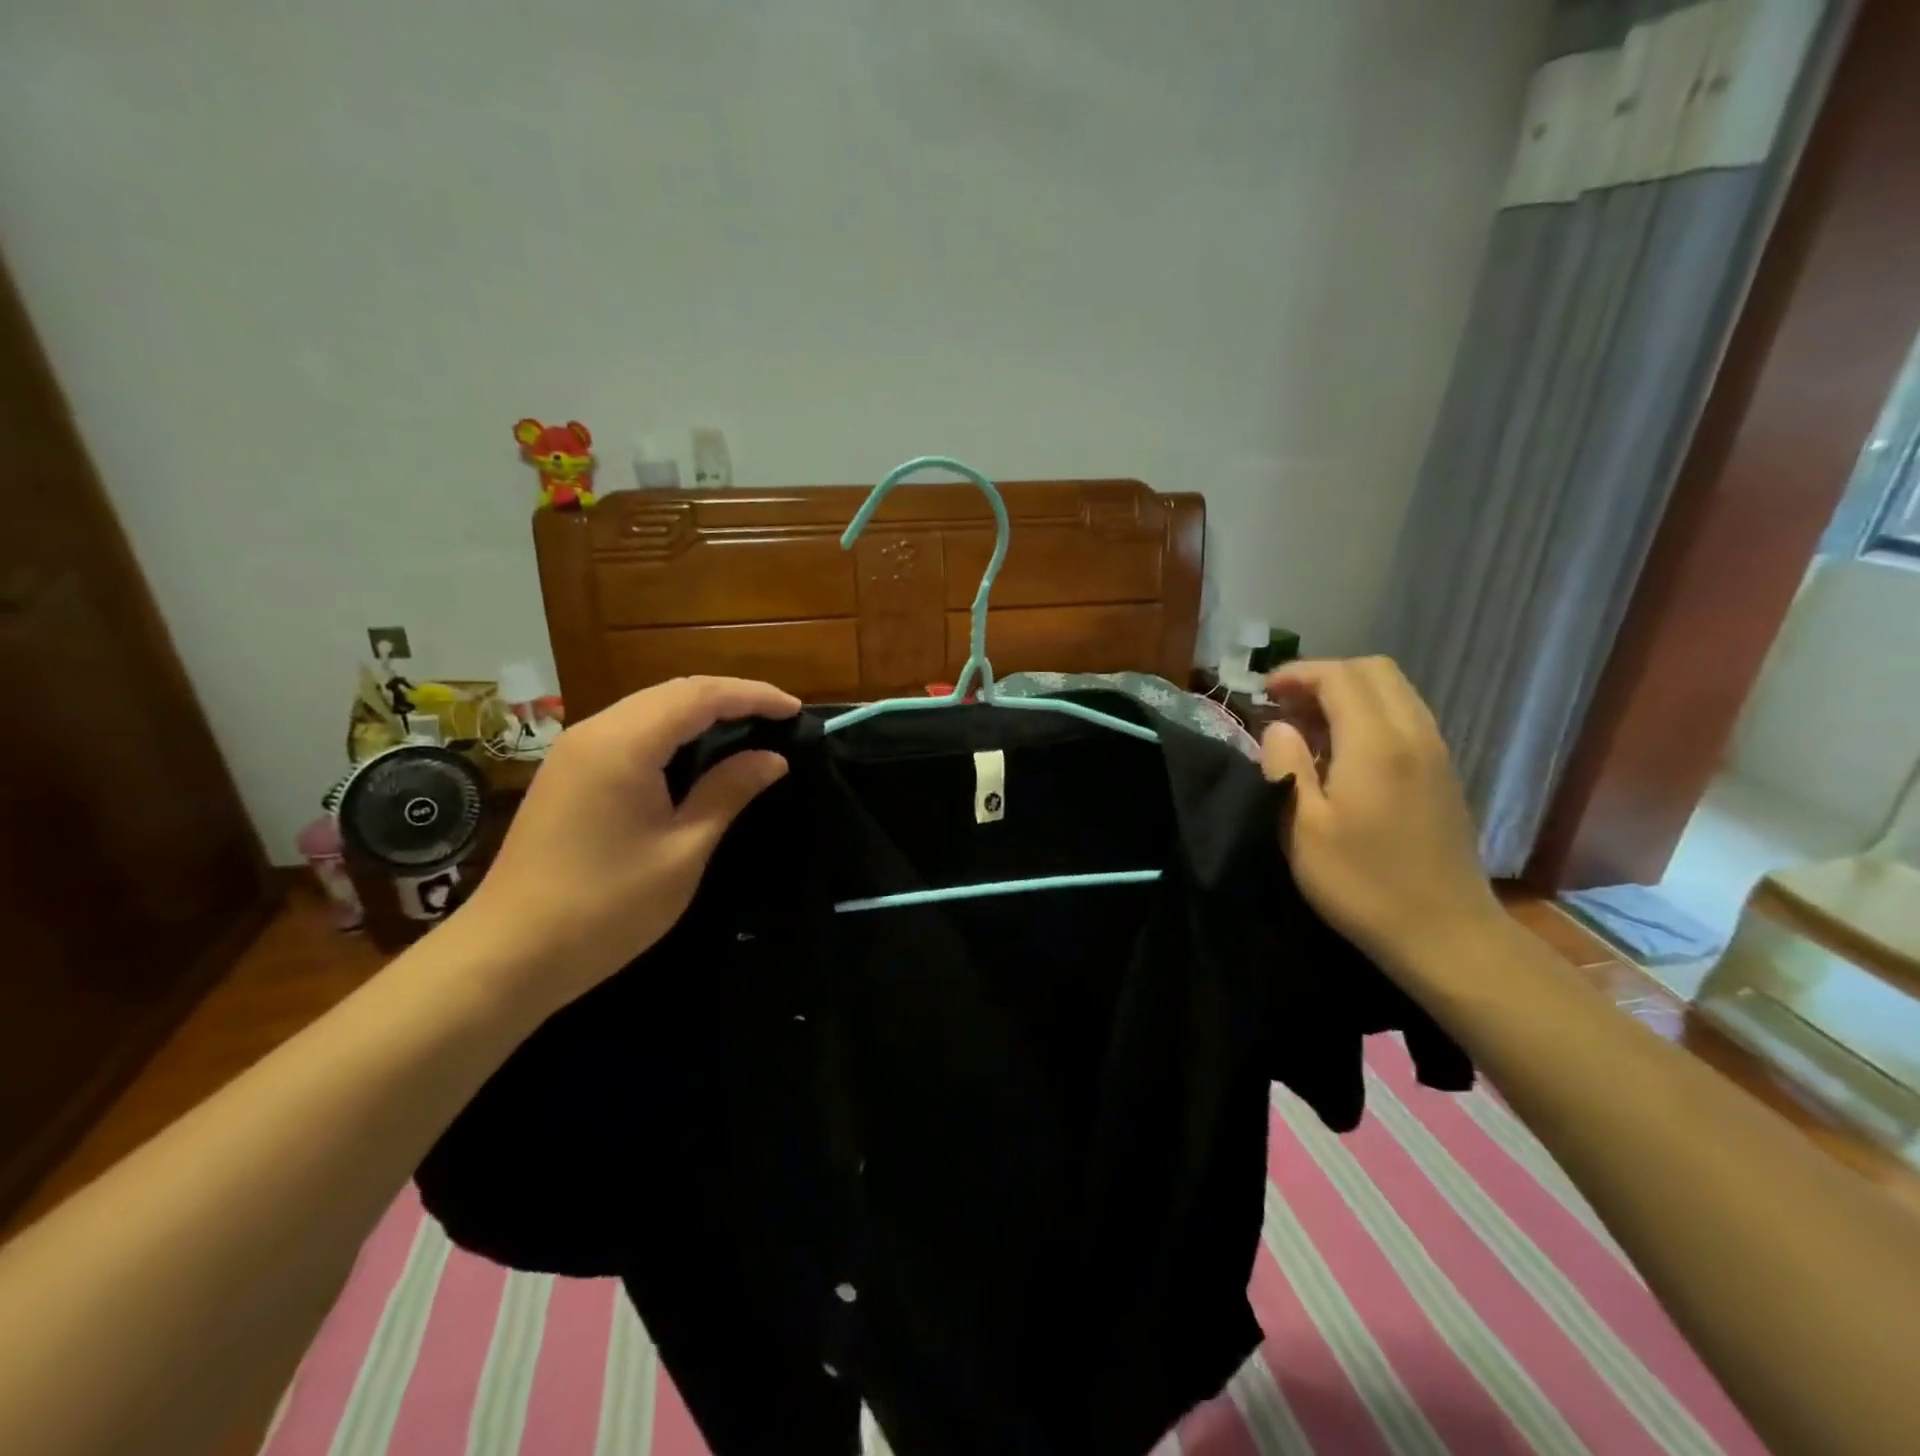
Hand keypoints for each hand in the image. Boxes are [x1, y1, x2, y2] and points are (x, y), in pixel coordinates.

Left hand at [459, 676, 799, 1012]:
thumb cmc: (606, 907)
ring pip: (649, 707)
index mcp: (624, 744)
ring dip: (700, 711)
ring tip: (747, 729)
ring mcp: (575, 750)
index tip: (795, 710)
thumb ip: (728, 792)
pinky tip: (695, 753)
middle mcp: (595, 731)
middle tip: (777, 718)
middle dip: (730, 696)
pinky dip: (671, 730)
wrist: (509, 954)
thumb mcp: (683, 850)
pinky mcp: (567, 772)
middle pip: (673, 691)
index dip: (753, 696)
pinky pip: (629, 730)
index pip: (701, 696)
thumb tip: (772, 758)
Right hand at [1259, 657, 1503, 984]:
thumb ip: (1285, 766)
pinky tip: (1343, 754)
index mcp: (1377, 743)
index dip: (1298, 674)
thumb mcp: (1302, 828)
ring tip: (1309, 727)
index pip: (1340, 676)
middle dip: (1325, 676)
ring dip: (1349, 695)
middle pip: (1374, 671)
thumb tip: (1279, 728)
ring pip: (1394, 693)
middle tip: (1286, 705)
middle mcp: (1414, 734)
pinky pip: (1406, 718)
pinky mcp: (1443, 774)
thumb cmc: (1362, 883)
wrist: (1445, 933)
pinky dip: (1370, 716)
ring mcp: (1436, 753)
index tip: (1264, 692)